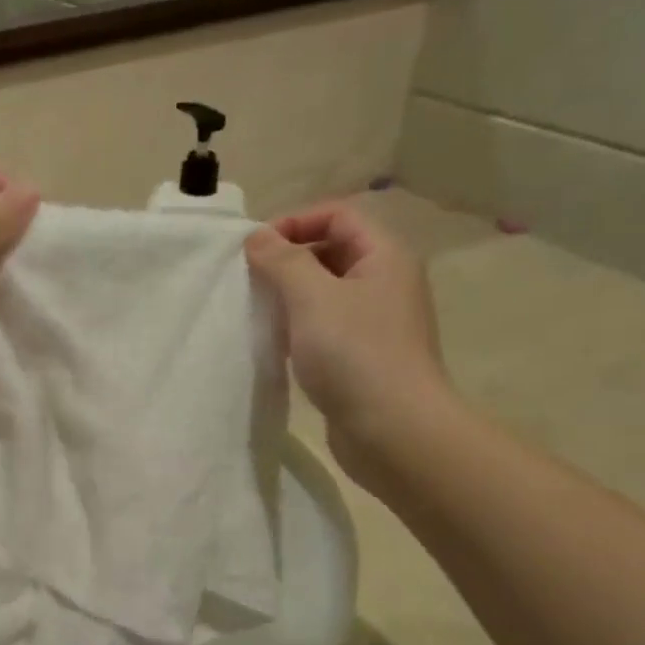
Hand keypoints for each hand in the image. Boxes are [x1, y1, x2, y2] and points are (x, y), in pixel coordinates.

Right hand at [245, 202, 454, 484]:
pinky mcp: (362, 355)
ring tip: (258, 310)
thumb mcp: (312, 297)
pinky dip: (298, 324)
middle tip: (250, 279)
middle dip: (288, 258)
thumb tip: (258, 237)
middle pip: (332, 249)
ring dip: (290, 294)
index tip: (255, 248)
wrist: (393, 430)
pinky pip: (325, 324)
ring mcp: (376, 321)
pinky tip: (276, 342)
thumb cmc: (355, 354)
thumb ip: (282, 261)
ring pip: (325, 290)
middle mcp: (386, 282)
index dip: (295, 221)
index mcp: (385, 256)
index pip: (339, 215)